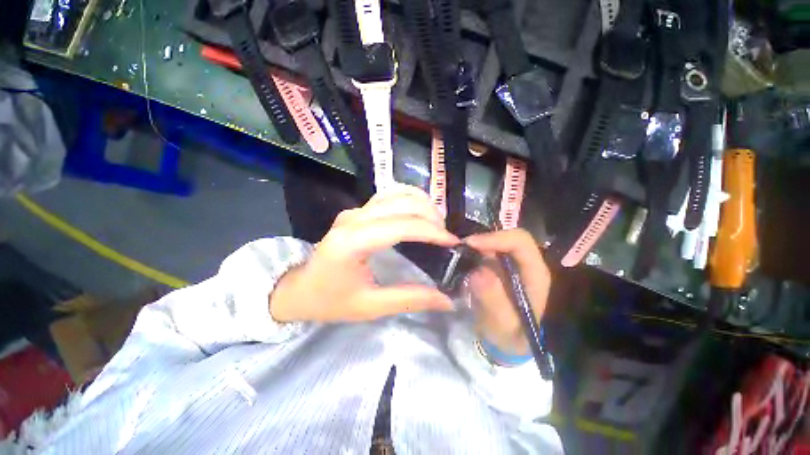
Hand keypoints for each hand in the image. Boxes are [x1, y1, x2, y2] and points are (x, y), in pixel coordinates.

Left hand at [270, 184, 458, 322]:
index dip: (431, 231)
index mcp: (353, 242)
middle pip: (401, 203)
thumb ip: (410, 299)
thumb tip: (447, 300)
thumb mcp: (370, 307)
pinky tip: (419, 214)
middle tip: (446, 237)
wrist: (299, 289)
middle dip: (431, 216)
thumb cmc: (329, 301)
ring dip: (422, 204)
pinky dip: (410, 200)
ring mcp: (354, 211)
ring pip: (396, 193)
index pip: (400, 226)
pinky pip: (388, 195)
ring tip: (437, 224)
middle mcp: (354, 218)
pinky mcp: (357, 211)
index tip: (453, 243)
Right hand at [464, 229, 550, 355]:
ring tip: (458, 252)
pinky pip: (484, 250)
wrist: (505, 340)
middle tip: (461, 247)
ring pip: (494, 241)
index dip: (497, 238)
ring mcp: (509, 263)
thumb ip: (493, 300)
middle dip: (483, 238)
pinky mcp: (497, 265)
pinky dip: (472, 250)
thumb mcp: (502, 324)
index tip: (471, 244)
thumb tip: (478, 272)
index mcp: (534, 274)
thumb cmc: (509, 335)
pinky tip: (461, 258)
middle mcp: (524, 263)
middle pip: (507, 236)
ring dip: (476, 243)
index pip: (520, 243)